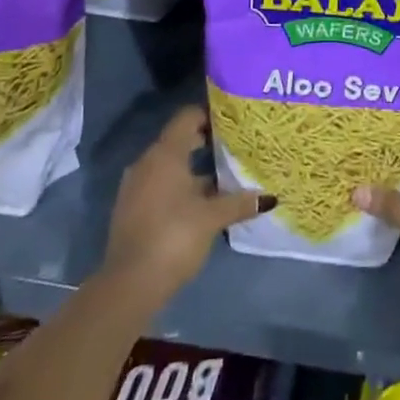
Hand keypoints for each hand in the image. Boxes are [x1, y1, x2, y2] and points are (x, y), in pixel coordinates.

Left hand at [101, 107, 268, 313]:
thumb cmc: (174, 237)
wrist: (129, 284)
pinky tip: (203, 202)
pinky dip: (181, 187)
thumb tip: (270, 197)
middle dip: (207, 143)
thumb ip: (240, 202)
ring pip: (171, 166)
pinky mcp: (133, 208)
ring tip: (225, 176)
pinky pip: (161, 185)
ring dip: (195, 169)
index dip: (210, 115)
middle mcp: (148, 162)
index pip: (188, 117)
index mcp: (165, 154)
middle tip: (236, 148)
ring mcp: (137, 186)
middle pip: (180, 140)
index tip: (234, 122)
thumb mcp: (212, 218)